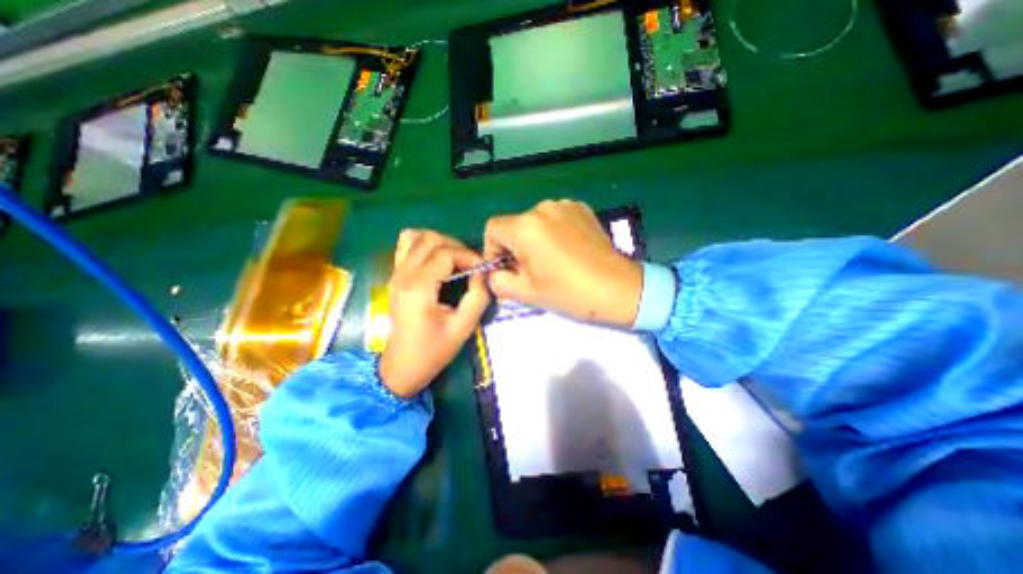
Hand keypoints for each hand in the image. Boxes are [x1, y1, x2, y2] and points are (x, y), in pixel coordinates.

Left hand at [380, 231, 490, 396]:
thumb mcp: (464, 326)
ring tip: (455, 259)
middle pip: (431, 240)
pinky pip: (405, 246)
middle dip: (457, 247)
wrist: (402, 367)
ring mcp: (395, 274)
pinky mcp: (394, 277)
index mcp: (419, 287)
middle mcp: (403, 274)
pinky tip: (436, 259)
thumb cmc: (434, 350)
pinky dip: (423, 245)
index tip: (483, 269)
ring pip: (416, 237)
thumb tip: (483, 272)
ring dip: (440, 243)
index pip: (447, 254)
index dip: (469, 256)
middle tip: (471, 265)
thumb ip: (478, 295)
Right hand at [484, 200, 640, 326]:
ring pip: (535, 222)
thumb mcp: (526, 293)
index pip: (492, 229)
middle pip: (514, 225)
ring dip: (535, 239)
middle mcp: (542, 209)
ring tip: (551, 260)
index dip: (493, 249)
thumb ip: (499, 281)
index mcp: (525, 228)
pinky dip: (553, 231)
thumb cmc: (568, 293)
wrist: (617, 288)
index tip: (506, 267)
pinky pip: (555, 218)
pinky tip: (568, 250)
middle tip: (529, 270)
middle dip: (515, 247)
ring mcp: (564, 205)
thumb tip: (495, 273)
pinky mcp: (581, 208)